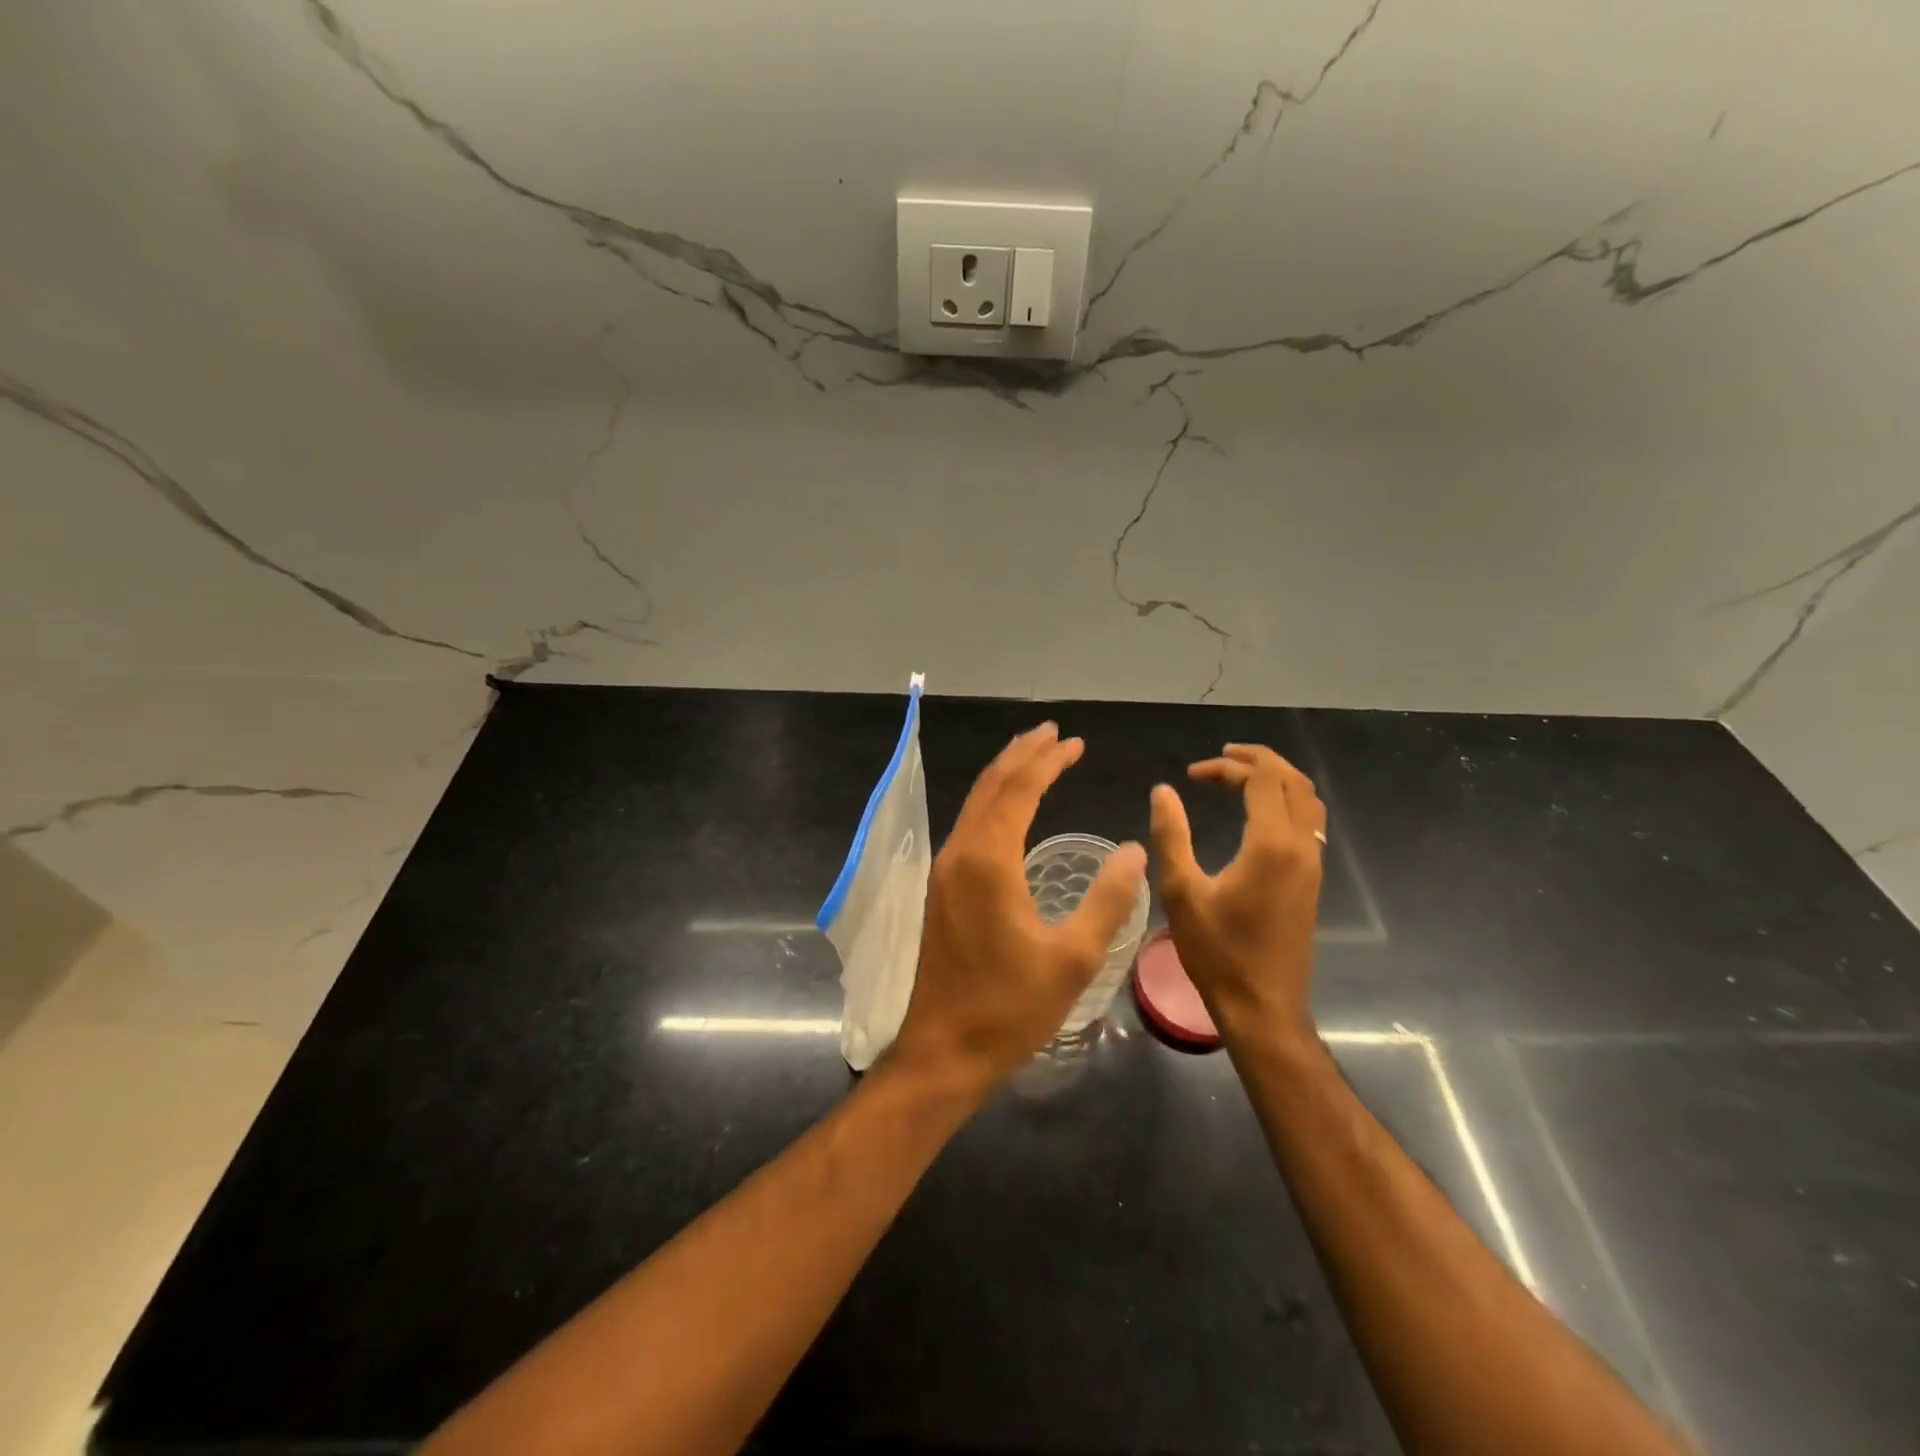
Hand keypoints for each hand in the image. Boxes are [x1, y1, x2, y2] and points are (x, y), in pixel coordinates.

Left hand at [890, 723, 1147, 1093]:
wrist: (944, 1049)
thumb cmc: (1011, 1007)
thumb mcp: (1073, 957)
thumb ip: (1108, 900)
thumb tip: (1133, 850)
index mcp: (989, 860)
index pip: (1019, 790)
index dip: (1048, 761)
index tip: (1074, 742)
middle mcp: (960, 853)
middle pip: (991, 786)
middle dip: (1023, 755)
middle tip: (1053, 733)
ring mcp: (945, 870)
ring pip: (975, 804)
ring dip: (1005, 776)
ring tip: (1033, 756)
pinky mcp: (941, 889)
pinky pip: (968, 826)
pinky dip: (992, 803)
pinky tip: (1008, 809)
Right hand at [1150, 744, 1324, 1042]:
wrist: (1263, 1006)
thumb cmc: (1217, 951)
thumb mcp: (1181, 891)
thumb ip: (1171, 835)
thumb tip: (1163, 791)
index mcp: (1271, 844)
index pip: (1262, 779)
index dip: (1228, 766)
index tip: (1192, 775)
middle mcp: (1301, 847)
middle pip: (1293, 781)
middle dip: (1258, 761)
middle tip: (1220, 760)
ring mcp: (1312, 865)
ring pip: (1308, 801)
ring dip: (1277, 780)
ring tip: (1239, 777)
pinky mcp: (1311, 881)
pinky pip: (1309, 823)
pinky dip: (1286, 802)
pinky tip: (1257, 814)